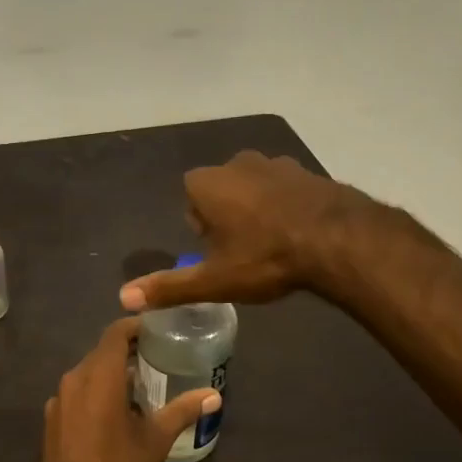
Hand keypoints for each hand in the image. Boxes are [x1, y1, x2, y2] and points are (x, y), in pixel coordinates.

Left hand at [33, 318, 219, 461]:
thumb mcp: (155, 440)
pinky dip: (94, 393)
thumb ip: (182, 411)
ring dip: (109, 375)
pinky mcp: (51, 420)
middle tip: (155, 359)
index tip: (157, 330)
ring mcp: (58, 400)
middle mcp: (73, 379)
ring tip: (138, 387)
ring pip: (86, 374)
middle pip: (100, 353)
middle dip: (126, 353)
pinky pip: (75, 394)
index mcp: (98, 375)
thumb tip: (214, 396)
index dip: (135, 327)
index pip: (115, 334)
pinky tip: (112, 413)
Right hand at [119, 150, 374, 311]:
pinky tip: (299, 233)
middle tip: (244, 251)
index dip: (201, 226)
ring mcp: (276, 163)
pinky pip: (285, 188)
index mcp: (207, 183)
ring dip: (257, 209)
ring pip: (254, 187)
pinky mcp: (307, 170)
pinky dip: (287, 206)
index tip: (217, 251)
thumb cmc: (265, 258)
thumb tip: (123, 298)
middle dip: (227, 216)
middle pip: (220, 191)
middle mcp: (237, 163)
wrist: (339, 240)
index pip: (190, 198)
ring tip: (273, 244)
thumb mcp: (214, 280)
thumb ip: (168, 287)